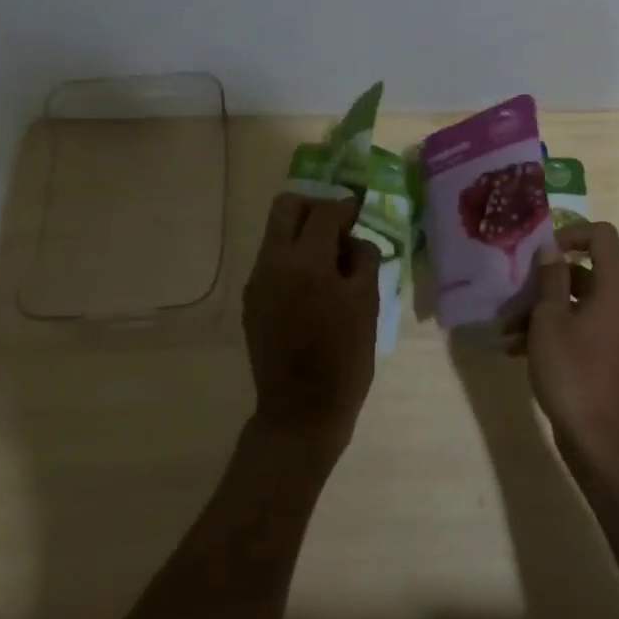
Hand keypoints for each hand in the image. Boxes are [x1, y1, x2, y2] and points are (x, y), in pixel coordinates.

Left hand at [242, 193, 382, 459]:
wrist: (301, 411)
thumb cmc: (344, 358)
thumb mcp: (367, 304)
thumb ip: (362, 259)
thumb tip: (353, 239)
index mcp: (306, 262)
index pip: (325, 212)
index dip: (346, 207)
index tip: (360, 212)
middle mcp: (273, 262)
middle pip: (287, 207)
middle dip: (315, 208)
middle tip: (339, 228)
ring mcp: (257, 281)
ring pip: (276, 233)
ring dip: (303, 234)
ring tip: (331, 261)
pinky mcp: (252, 300)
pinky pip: (272, 261)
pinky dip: (293, 258)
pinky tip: (314, 286)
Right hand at [518, 221, 618, 461]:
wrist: (598, 438)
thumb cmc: (571, 371)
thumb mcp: (549, 320)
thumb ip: (550, 279)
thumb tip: (550, 250)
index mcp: (618, 286)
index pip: (602, 235)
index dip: (570, 233)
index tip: (540, 253)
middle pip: (587, 269)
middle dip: (546, 280)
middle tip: (514, 296)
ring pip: (581, 300)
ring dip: (544, 309)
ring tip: (508, 331)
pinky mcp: (614, 350)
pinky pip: (585, 324)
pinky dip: (556, 328)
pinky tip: (519, 349)